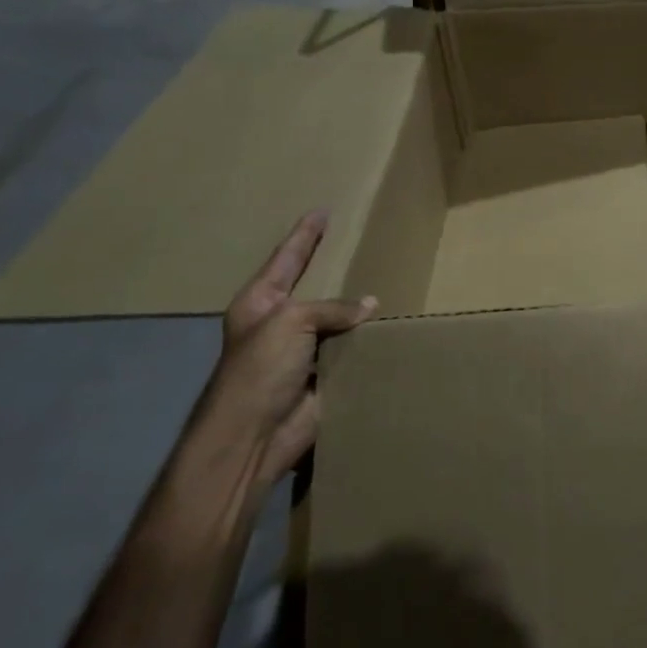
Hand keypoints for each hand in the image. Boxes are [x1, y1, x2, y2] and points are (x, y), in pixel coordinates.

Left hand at [197, 211, 375, 497]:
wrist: (254, 436)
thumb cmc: (259, 370)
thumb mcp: (291, 322)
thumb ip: (332, 308)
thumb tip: (370, 307)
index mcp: (260, 302)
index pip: (287, 258)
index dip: (304, 235)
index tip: (321, 211)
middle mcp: (280, 321)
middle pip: (313, 285)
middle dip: (335, 266)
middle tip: (361, 239)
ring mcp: (301, 349)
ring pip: (336, 318)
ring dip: (357, 307)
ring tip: (388, 278)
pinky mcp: (323, 373)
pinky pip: (350, 347)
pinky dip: (367, 338)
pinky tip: (392, 323)